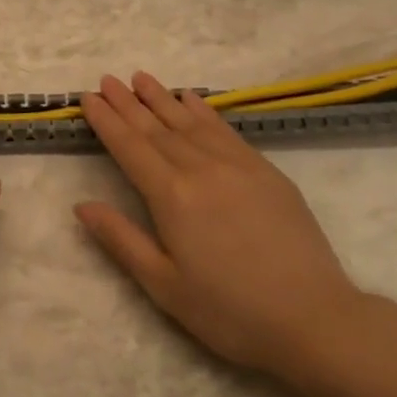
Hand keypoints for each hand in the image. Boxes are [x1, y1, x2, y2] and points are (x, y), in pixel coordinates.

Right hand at [75, 72, 368, 388]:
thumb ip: (121, 239)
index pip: (130, 147)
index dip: (107, 121)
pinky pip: (225, 130)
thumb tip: (82, 205)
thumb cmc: (229, 311)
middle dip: (128, 103)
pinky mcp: (265, 171)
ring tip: (141, 78)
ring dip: (162, 98)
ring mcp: (237, 165)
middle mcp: (201, 169)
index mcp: (171, 196)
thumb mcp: (163, 285)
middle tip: (107, 79)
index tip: (88, 97)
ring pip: (190, 122)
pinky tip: (192, 98)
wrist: (314, 318)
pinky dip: (204, 111)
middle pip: (156, 128)